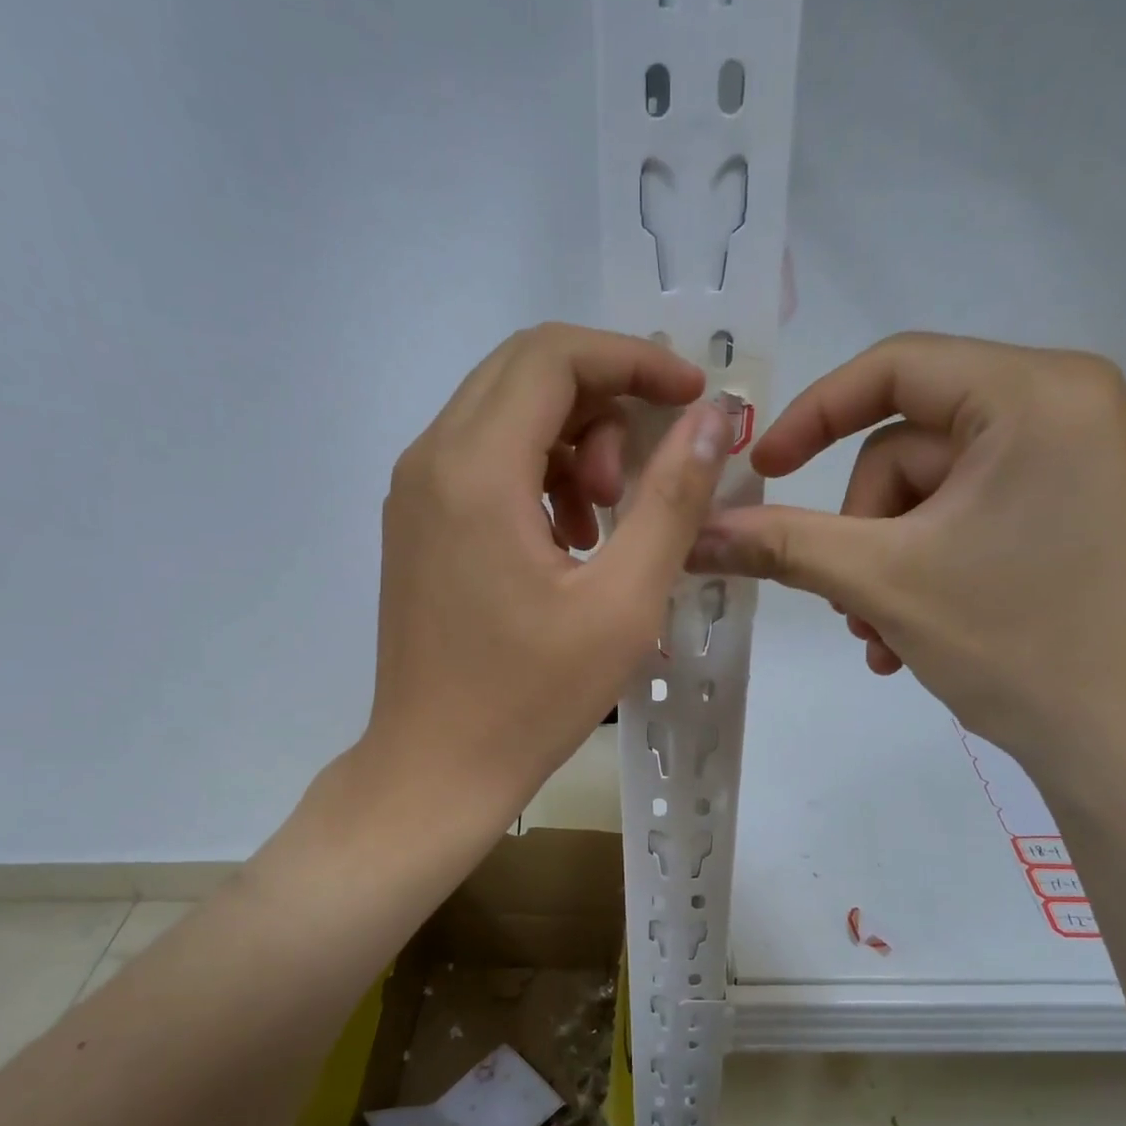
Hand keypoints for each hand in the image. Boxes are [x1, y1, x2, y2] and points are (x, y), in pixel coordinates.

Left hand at [363, 323, 732, 822]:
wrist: (436, 769)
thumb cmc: (531, 699)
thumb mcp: (622, 602)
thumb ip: (671, 499)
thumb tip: (711, 418)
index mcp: (475, 470)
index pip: (554, 356)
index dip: (633, 359)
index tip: (690, 396)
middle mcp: (430, 460)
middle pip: (525, 374)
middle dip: (604, 399)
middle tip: (646, 470)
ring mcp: (414, 493)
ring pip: (503, 415)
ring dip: (570, 441)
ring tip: (606, 518)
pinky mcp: (415, 525)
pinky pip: (482, 461)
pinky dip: (536, 474)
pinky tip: (568, 539)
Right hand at [689, 333, 1125, 781]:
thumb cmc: (1018, 642)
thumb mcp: (881, 583)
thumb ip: (782, 545)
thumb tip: (696, 532)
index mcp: (1036, 394)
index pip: (895, 368)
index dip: (812, 416)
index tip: (761, 473)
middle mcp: (1070, 410)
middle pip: (910, 449)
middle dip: (864, 534)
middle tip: (853, 606)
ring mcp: (1082, 468)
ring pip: (934, 498)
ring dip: (887, 568)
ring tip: (882, 638)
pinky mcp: (1082, 519)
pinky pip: (973, 524)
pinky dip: (928, 575)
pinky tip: (915, 640)